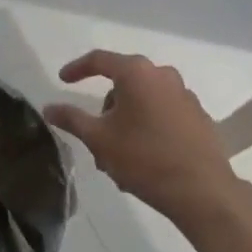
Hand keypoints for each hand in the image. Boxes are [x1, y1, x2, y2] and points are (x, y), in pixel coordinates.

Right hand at [45, 51, 240, 225]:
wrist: (203, 192)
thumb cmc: (145, 159)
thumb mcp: (99, 139)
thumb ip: (72, 119)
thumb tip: (49, 108)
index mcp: (136, 72)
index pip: (99, 60)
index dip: (77, 69)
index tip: (62, 80)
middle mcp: (162, 74)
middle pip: (123, 83)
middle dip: (106, 109)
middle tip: (95, 138)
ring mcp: (184, 94)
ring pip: (143, 101)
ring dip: (126, 121)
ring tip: (119, 158)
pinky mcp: (198, 116)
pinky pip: (163, 113)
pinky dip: (148, 127)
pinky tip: (144, 158)